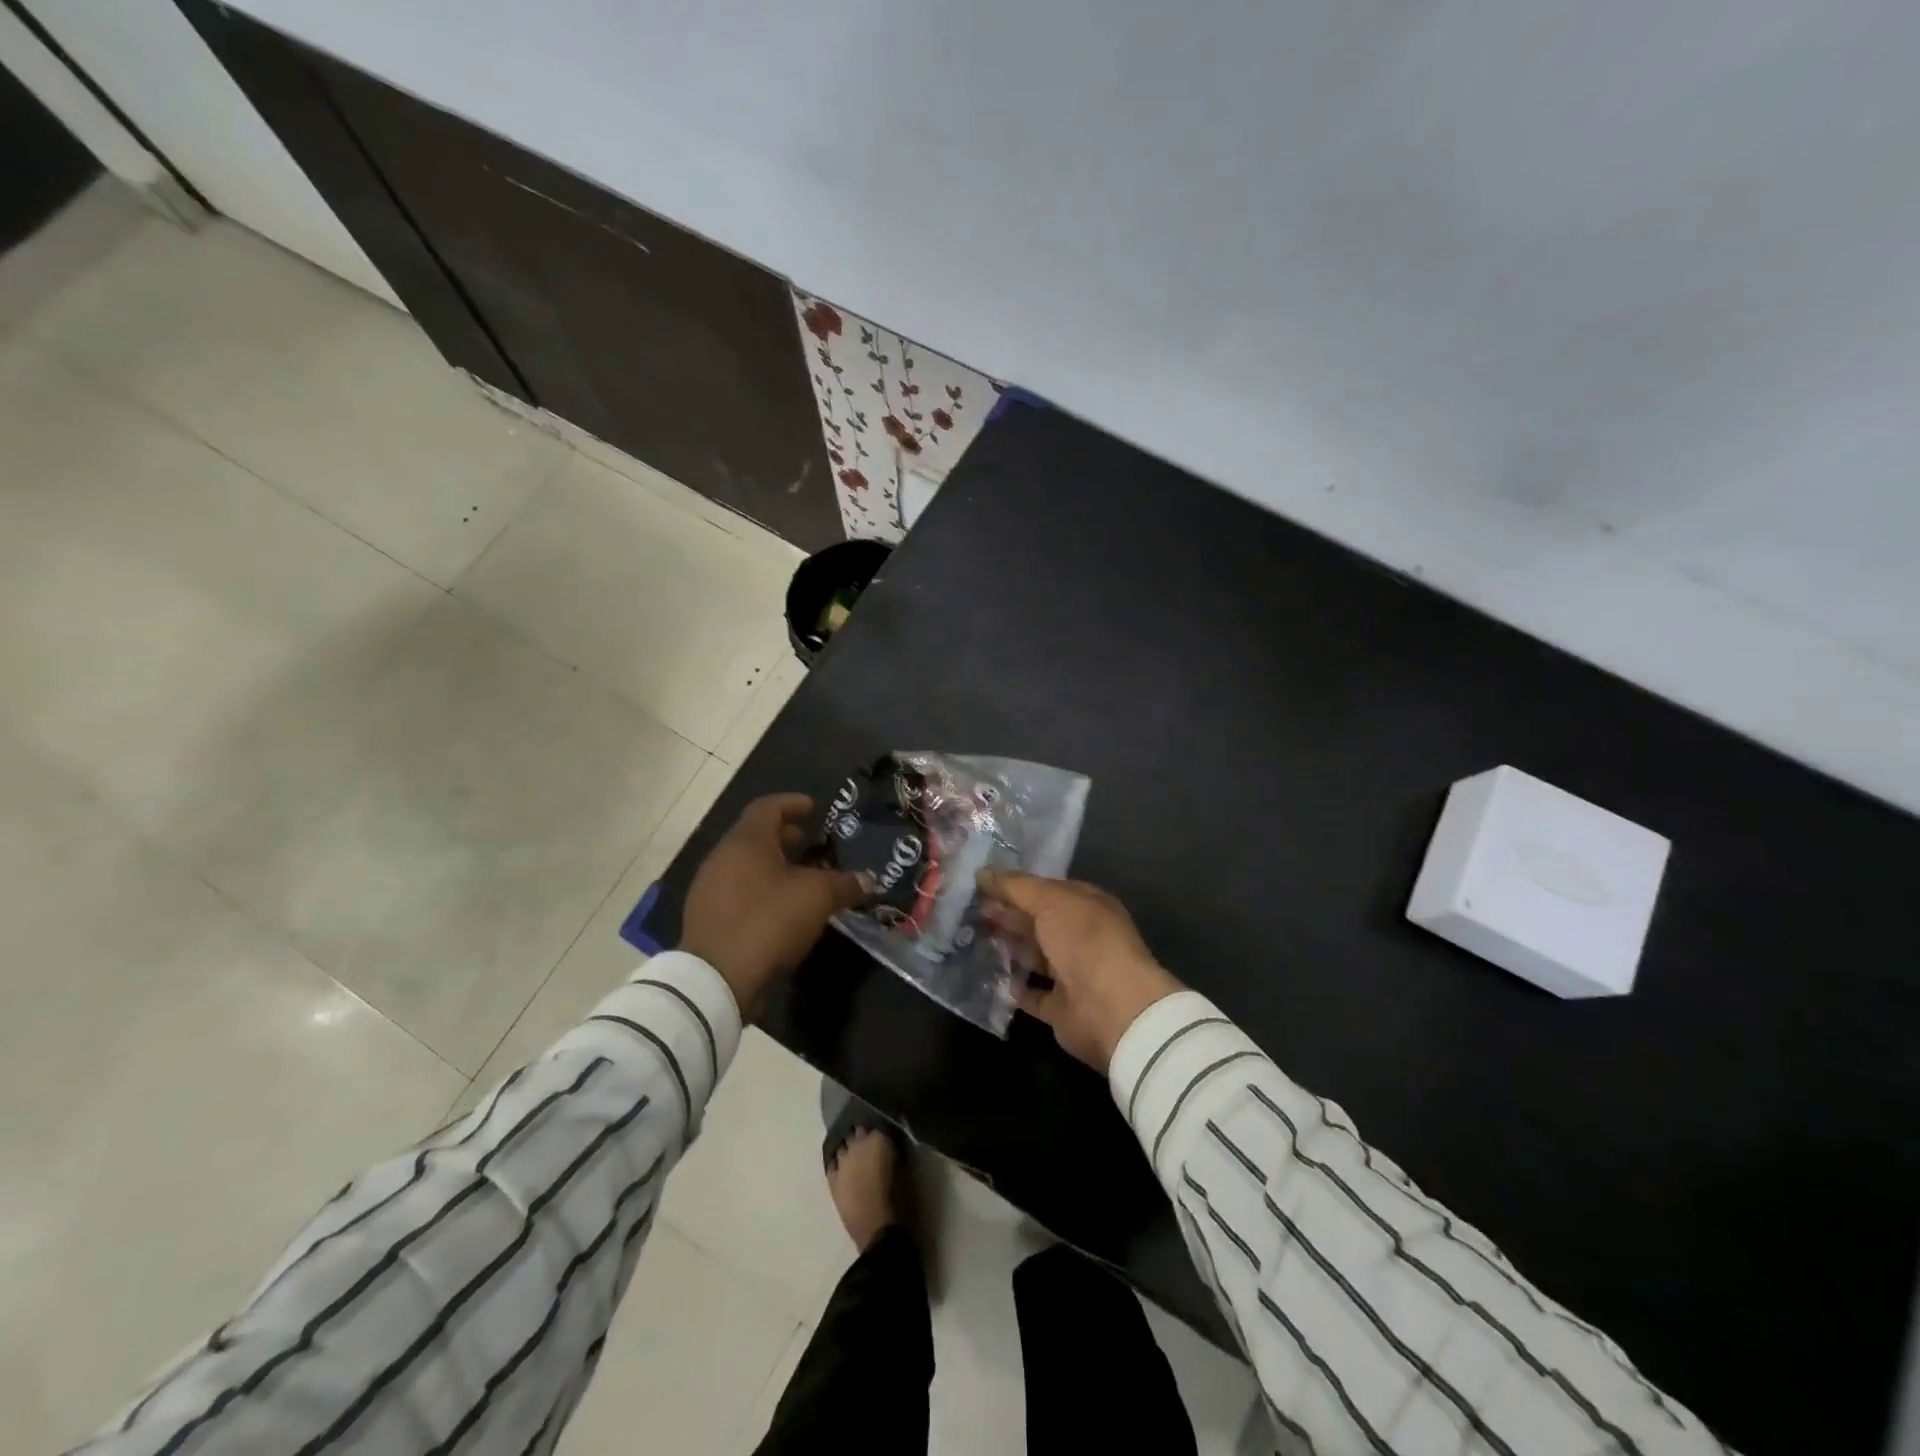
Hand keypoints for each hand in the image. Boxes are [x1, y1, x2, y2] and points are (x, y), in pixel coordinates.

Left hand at [680, 794, 866, 1015]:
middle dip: (784, 837)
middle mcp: (722, 858)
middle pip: (755, 837)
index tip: (813, 807)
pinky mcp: (707, 920)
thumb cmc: (768, 921)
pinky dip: (762, 891)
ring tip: (802, 879)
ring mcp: (710, 890)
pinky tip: (783, 910)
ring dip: (773, 867)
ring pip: (746, 866)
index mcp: (746, 842)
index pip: (767, 807)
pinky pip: (739, 893)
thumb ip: (845, 883)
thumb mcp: (817, 897)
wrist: (717, 980)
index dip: (792, 804)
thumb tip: (869, 880)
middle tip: (810, 843)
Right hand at [976, 870, 1183, 1072]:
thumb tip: (981, 872)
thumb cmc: (1084, 940)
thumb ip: (1015, 886)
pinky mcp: (1062, 1008)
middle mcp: (1081, 937)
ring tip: (973, 938)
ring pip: (1035, 956)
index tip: (980, 885)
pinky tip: (991, 978)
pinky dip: (1015, 988)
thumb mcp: (1049, 900)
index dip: (1015, 886)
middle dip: (1007, 914)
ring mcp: (1073, 973)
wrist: (1112, 1007)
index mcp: (1086, 905)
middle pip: (1038, 922)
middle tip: (969, 910)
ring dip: (1009, 948)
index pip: (1046, 890)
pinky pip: (1033, 995)